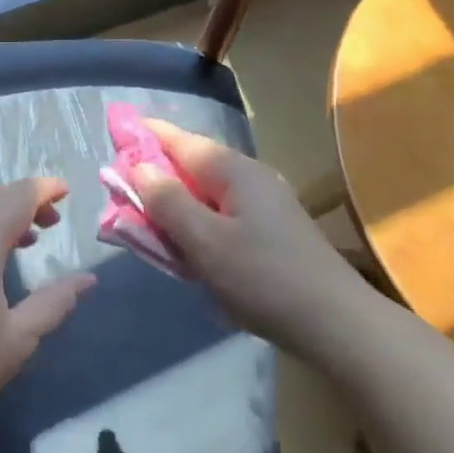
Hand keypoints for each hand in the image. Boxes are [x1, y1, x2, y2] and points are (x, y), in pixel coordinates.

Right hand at [132, 121, 363, 362]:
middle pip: (191, 168)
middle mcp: (250, 178)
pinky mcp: (272, 232)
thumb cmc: (264, 277)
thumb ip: (168, 202)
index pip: (180, 141)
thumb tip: (139, 167)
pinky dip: (199, 227)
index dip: (147, 135)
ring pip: (206, 196)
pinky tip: (191, 253)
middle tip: (124, 196)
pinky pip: (222, 218)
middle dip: (157, 177)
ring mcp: (265, 205)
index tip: (117, 130)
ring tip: (151, 229)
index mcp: (233, 170)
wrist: (335, 323)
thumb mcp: (205, 241)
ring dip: (177, 207)